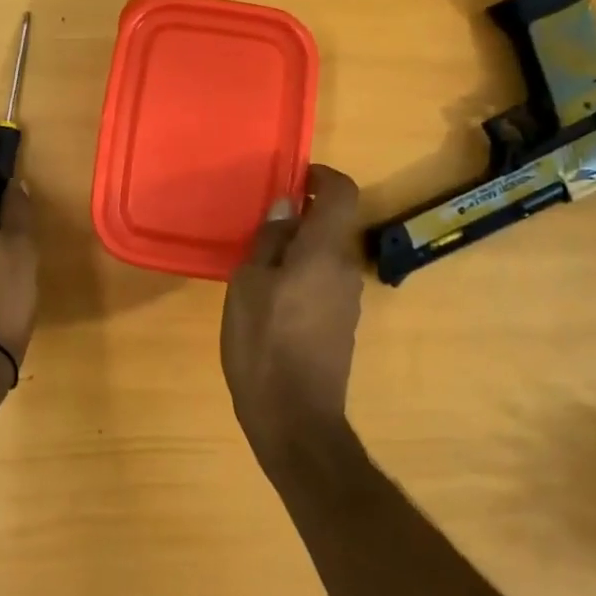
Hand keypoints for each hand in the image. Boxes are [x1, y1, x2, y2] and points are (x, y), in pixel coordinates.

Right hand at [222, 164, 364, 459]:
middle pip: (333, 225)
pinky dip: (302, 274)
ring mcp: (347, 300)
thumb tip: (286, 208)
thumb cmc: (263, 343)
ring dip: (299, 248)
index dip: (323, 176)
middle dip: (301, 216)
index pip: (343, 193)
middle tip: (259, 226)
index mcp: (324, 252)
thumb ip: (269, 240)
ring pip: (326, 255)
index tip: (293, 177)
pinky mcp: (341, 324)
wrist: (295, 419)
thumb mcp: (248, 284)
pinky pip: (324, 281)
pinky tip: (270, 298)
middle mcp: (344, 269)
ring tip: (258, 265)